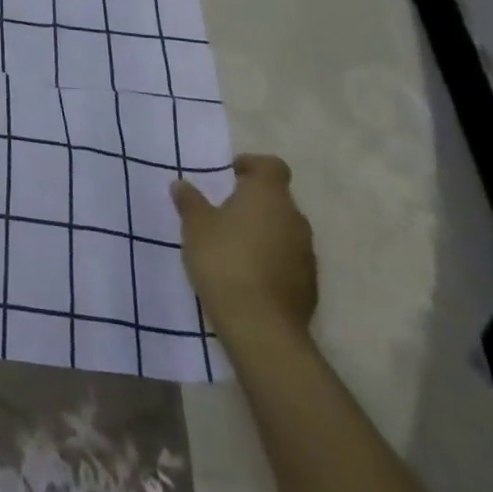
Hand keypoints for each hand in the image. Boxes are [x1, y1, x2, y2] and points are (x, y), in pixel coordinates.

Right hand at [171, 153, 316, 334]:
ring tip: (233, 246)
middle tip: (223, 213)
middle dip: (253, 202)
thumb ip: (190, 201)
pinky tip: (248, 275)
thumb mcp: (195, 226)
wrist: (260, 326)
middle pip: (277, 199)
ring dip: (263, 232)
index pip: (271, 166)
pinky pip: (288, 259)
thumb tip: (182, 184)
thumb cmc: (224, 260)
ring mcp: (306, 253)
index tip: (229, 176)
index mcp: (269, 195)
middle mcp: (294, 218)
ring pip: (284, 230)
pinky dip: (271, 259)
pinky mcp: (310, 285)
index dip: (251, 165)